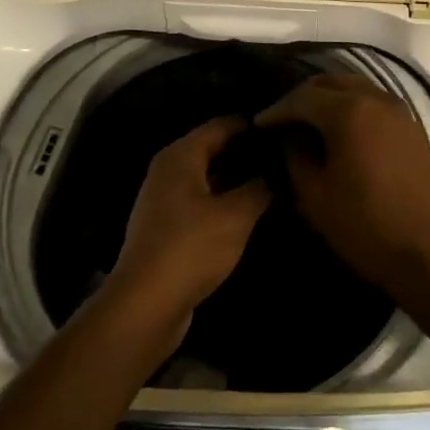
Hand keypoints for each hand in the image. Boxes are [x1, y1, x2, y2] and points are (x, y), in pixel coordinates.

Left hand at [108, 117, 270, 345]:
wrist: (145, 305)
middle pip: (212, 149)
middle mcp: (168, 170)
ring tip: (273, 182)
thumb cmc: (191, 247)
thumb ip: (260, 187)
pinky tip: (248, 212)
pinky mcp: (165, 228)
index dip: (252, 125)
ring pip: (206, 177)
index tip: (283, 130)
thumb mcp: (236, 215)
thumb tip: (276, 171)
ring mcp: (163, 200)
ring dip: (235, 179)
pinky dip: (222, 201)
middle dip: (245, 152)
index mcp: (180, 155)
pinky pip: (200, 201)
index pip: (222, 125)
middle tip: (284, 157)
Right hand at [255, 74, 429, 295]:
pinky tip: (341, 130)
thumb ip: (296, 157)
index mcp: (349, 112)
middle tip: (281, 118)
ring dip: (329, 98)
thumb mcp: (315, 197)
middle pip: (331, 82)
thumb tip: (291, 137)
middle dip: (302, 96)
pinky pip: (375, 103)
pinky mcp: (413, 129)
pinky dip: (353, 107)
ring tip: (308, 122)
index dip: (276, 110)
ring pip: (356, 88)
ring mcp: (400, 112)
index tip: (257, 125)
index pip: (302, 98)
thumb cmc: (366, 227)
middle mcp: (376, 100)